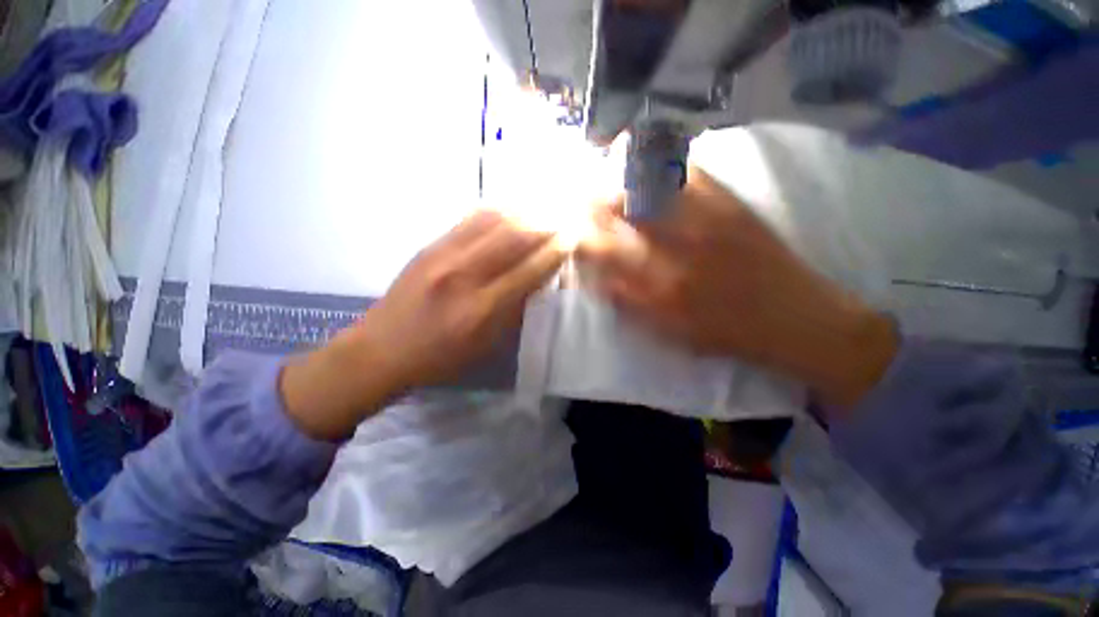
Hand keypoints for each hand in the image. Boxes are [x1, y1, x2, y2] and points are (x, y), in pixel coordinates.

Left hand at [281, 210, 566, 439]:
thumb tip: (539, 278)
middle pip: (515, 238)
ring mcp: (444, 254)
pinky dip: (499, 209)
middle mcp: (464, 276)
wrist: (381, 349)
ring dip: (526, 212)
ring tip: (546, 207)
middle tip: (565, 217)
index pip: (529, 270)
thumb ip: (514, 309)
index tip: (573, 239)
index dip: (555, 252)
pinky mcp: (431, 244)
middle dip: (546, 225)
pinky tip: (514, 207)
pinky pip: (471, 218)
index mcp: (481, 309)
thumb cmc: (440, 358)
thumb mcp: (485, 345)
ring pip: (494, 220)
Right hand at [578, 167, 896, 408]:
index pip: (605, 250)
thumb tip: (598, 280)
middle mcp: (676, 247)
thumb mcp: (671, 333)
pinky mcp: (732, 206)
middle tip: (580, 193)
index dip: (582, 236)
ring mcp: (706, 220)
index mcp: (660, 284)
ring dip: (620, 176)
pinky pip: (691, 174)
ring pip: (650, 187)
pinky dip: (665, 163)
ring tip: (604, 169)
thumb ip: (630, 306)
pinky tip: (650, 160)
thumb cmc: (727, 333)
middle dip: (593, 199)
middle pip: (622, 212)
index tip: (570, 230)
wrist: (796, 319)